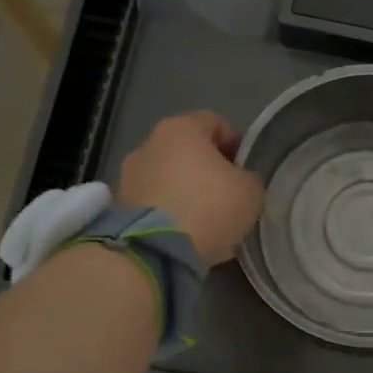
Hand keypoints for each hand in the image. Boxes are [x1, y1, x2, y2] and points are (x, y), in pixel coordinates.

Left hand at [117, 112, 264, 266]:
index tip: (247, 169)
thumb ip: (248, 178)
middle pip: (189, 152)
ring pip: (170, 180)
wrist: (156, 249)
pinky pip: (156, 205)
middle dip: (209, 172)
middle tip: (230, 197)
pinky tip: (189, 237)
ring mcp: (129, 176)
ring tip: (209, 223)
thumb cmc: (209, 206)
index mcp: (181, 129)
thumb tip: (239, 181)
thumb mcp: (251, 190)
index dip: (236, 144)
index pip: (215, 123)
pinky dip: (172, 216)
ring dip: (189, 195)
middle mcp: (149, 145)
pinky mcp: (120, 208)